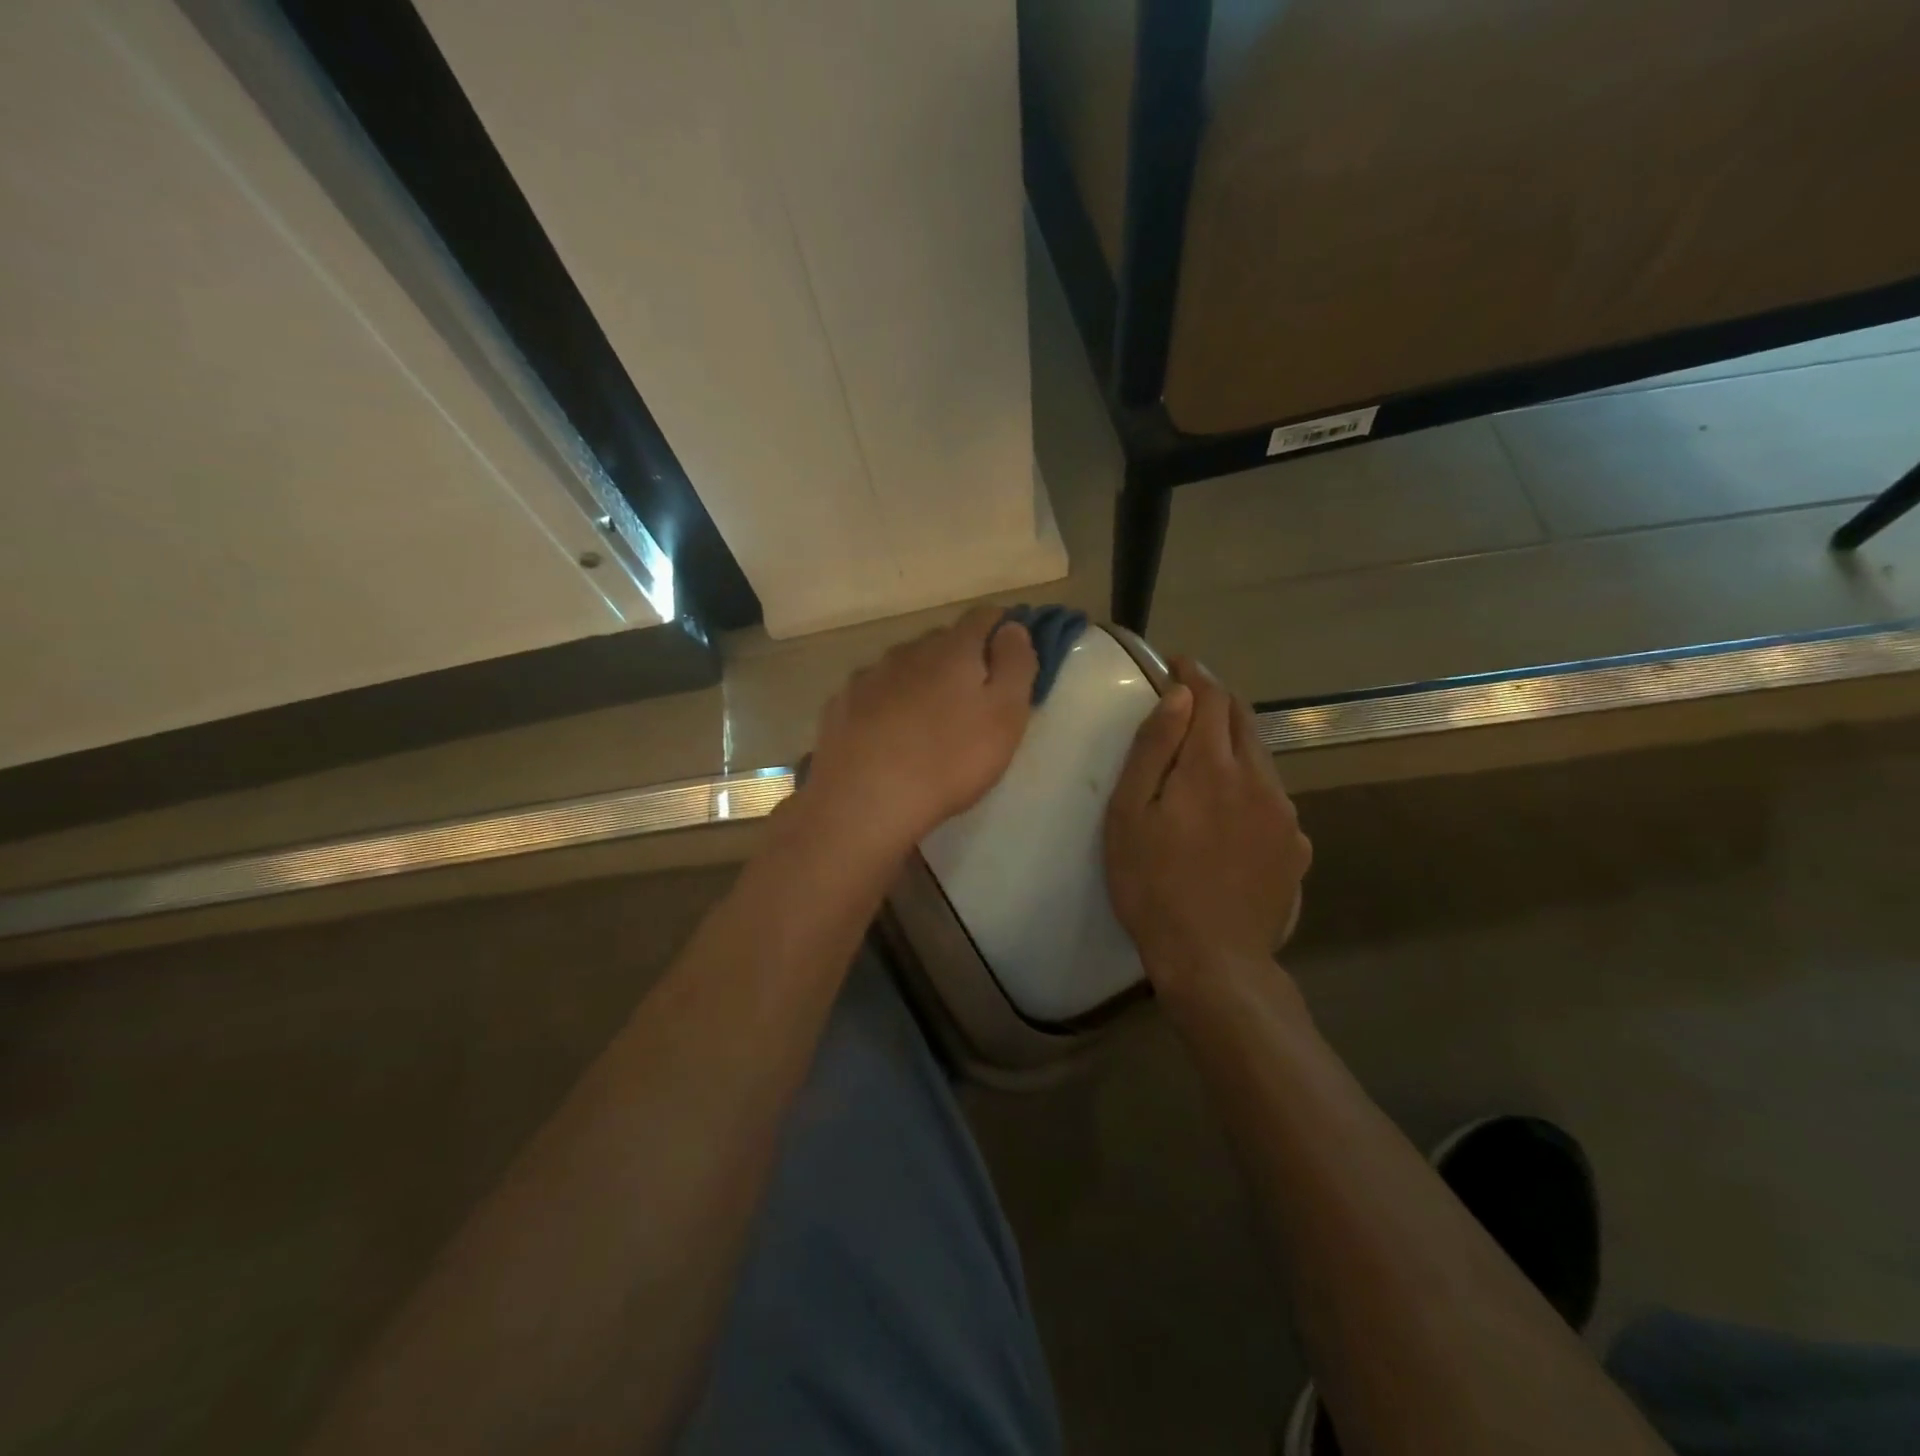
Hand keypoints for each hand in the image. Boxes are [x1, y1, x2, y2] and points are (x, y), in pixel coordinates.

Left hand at [797, 605, 1038, 856]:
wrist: (865, 801)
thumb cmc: (949, 761)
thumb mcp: (1005, 716)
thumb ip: (1015, 665)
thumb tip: (1012, 627)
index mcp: (952, 649)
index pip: (983, 617)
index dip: (1002, 628)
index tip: (1011, 653)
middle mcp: (907, 650)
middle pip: (941, 641)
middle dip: (961, 659)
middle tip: (973, 699)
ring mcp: (868, 676)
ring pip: (904, 667)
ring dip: (921, 682)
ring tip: (928, 721)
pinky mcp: (840, 705)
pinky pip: (873, 694)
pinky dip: (886, 705)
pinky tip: (888, 735)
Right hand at [1104, 658, 1311, 996]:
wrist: (1213, 961)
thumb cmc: (1152, 885)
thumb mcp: (1129, 814)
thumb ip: (1154, 749)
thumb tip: (1178, 696)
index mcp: (1213, 767)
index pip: (1211, 698)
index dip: (1194, 675)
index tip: (1177, 664)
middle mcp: (1259, 780)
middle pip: (1243, 721)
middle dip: (1216, 702)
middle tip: (1188, 702)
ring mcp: (1286, 815)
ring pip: (1261, 759)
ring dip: (1233, 745)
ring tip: (1204, 761)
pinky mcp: (1297, 847)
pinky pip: (1273, 798)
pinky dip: (1249, 786)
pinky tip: (1229, 814)